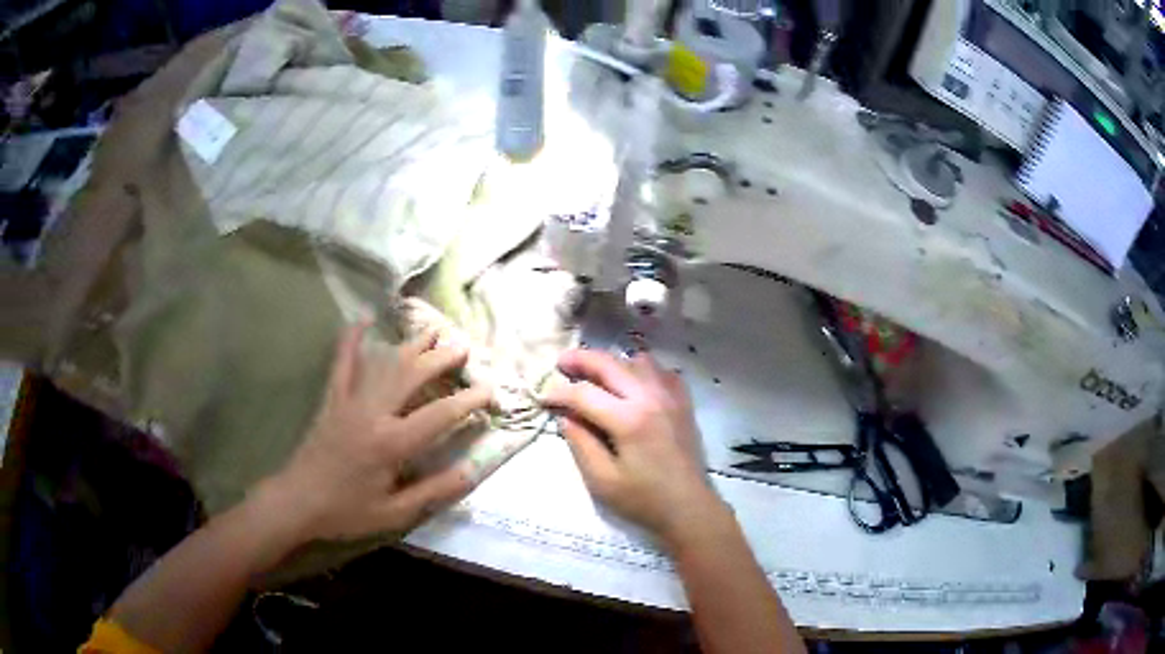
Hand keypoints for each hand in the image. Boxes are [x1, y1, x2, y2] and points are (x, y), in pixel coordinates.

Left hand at [263, 320, 492, 543]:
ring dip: (411, 345)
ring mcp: (350, 401)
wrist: (298, 501)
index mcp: (392, 443)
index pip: (440, 415)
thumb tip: (471, 472)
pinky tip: (361, 318)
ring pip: (385, 364)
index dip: (468, 400)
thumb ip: (433, 491)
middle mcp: (373, 413)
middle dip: (441, 359)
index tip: (490, 389)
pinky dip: (352, 339)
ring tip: (433, 330)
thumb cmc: (347, 511)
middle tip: (463, 348)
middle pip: (413, 376)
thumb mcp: (395, 513)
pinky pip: (342, 363)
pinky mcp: (332, 399)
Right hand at [542, 349, 726, 546]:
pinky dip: (641, 370)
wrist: (689, 507)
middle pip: (610, 364)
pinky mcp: (683, 402)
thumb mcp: (602, 480)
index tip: (543, 397)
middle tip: (561, 363)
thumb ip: (580, 443)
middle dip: (581, 360)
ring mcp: (671, 396)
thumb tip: (565, 415)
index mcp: (629, 420)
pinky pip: (660, 371)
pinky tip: (632, 384)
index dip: (559, 393)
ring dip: (612, 363)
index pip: (584, 393)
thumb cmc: (643, 500)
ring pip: (637, 361)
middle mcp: (651, 398)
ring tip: (595, 375)